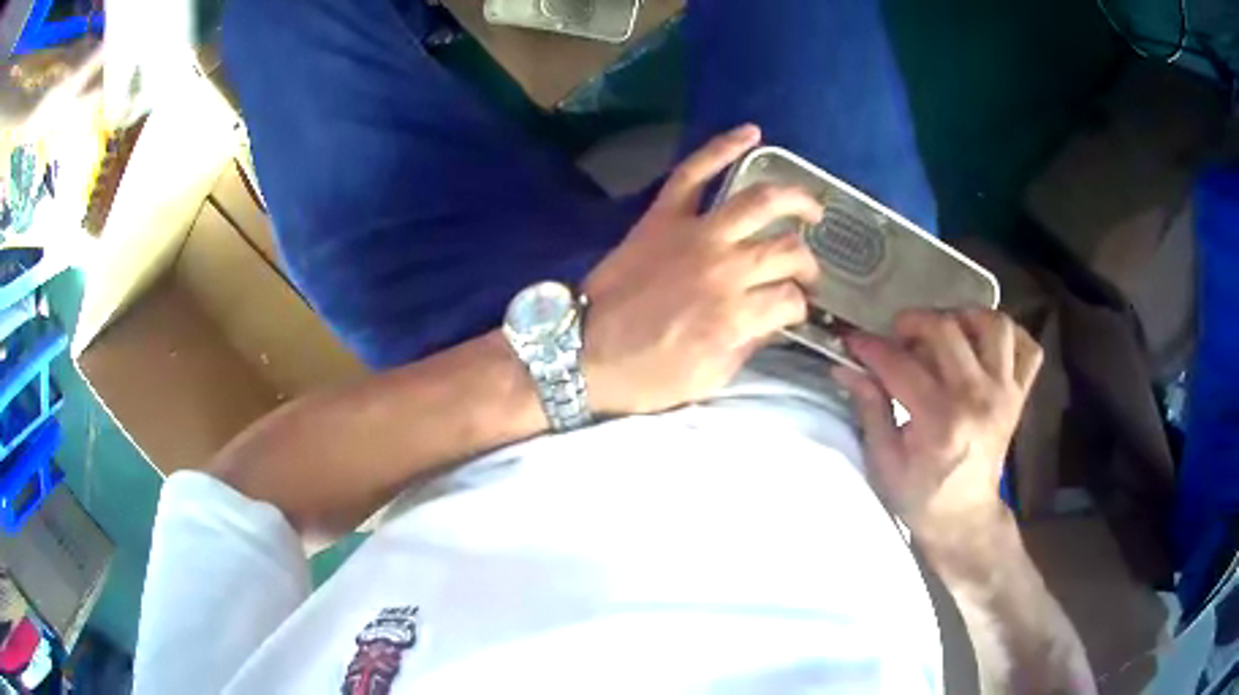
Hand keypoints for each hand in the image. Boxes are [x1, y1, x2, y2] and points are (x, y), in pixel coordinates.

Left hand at [584, 125, 822, 415]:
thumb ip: (747, 345)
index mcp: (735, 316)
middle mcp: (725, 268)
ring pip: (759, 201)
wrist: (582, 352)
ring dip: (794, 198)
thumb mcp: (709, 378)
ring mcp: (695, 234)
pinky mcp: (663, 216)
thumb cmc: (645, 375)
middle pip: (787, 250)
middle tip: (804, 273)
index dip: (799, 308)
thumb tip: (772, 320)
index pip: (790, 300)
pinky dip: (722, 147)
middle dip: (806, 264)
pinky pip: (694, 171)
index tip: (792, 312)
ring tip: (810, 208)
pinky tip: (751, 134)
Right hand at [833, 309, 1043, 567]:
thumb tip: (847, 367)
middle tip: (897, 336)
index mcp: (940, 420)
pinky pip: (1027, 347)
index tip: (852, 342)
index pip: (900, 364)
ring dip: (964, 317)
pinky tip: (984, 342)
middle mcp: (977, 398)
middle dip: (912, 322)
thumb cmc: (919, 497)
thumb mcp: (884, 462)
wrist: (964, 518)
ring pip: (993, 325)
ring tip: (944, 332)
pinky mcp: (1018, 395)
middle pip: (946, 330)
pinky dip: (1009, 334)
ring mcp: (1004, 393)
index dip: (870, 347)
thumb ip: (870, 409)